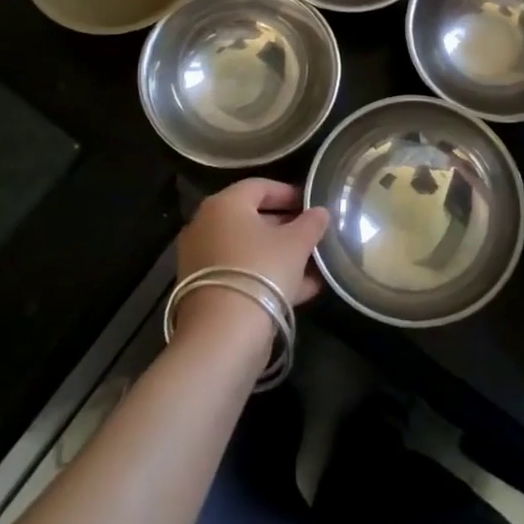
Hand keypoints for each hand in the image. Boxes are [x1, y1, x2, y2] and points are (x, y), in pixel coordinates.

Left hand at [174, 180, 329, 341]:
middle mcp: (206, 227)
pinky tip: (303, 290)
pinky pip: (243, 274)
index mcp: (224, 205)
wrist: (222, 336)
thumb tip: (320, 212)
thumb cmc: (261, 271)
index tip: (313, 204)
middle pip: (253, 219)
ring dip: (282, 255)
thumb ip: (311, 223)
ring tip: (316, 265)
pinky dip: (268, 277)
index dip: (290, 193)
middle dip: (287, 227)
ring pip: (249, 250)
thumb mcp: (296, 244)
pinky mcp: (205, 292)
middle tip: (315, 235)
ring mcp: (202, 261)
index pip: (260, 186)